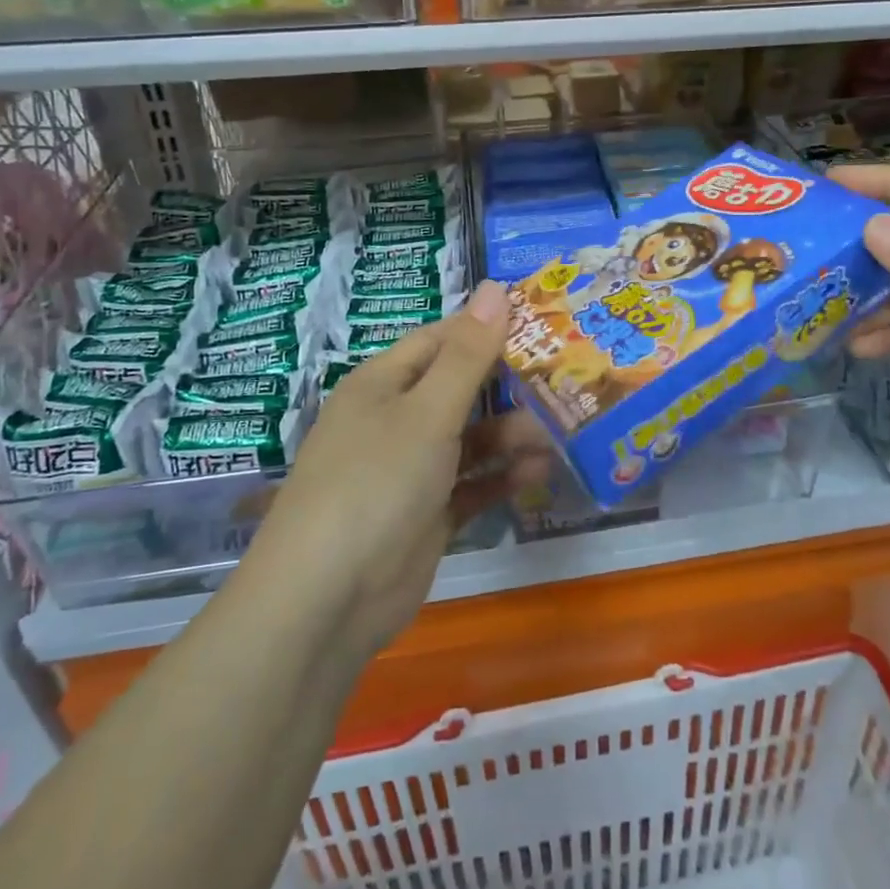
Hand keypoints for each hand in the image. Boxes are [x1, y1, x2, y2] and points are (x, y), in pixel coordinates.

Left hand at [256, 280, 553, 654]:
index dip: (485, 329)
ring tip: (555, 437)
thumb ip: (468, 354)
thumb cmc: (376, 482)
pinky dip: (499, 478)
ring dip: (509, 436)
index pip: (440, 340)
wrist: (326, 600)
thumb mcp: (427, 411)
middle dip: (507, 387)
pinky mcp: (424, 516)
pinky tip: (537, 474)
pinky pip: (469, 485)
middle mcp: (394, 421)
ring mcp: (409, 472)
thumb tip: (496, 288)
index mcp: (382, 384)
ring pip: (468, 440)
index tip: (539, 325)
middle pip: (458, 390)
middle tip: (563, 381)